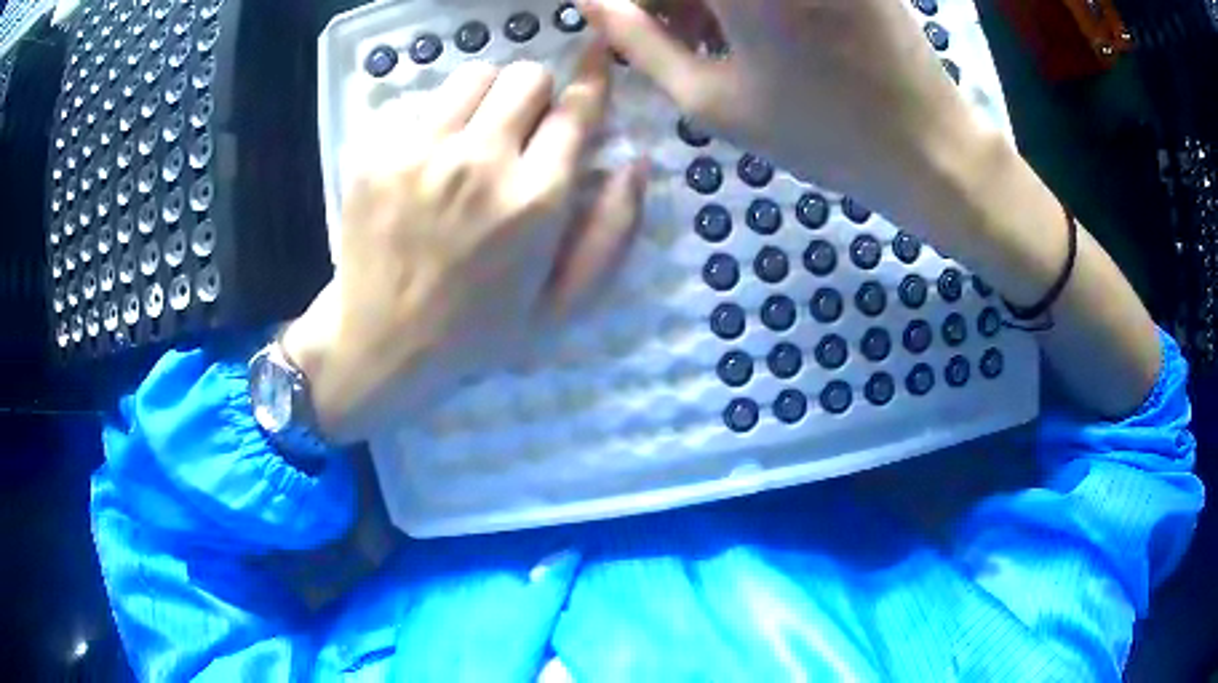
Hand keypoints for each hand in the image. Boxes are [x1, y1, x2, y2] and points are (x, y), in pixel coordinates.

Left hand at [286, 45, 647, 444]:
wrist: (381, 343)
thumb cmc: (478, 331)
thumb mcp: (564, 305)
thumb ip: (612, 233)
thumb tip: (634, 164)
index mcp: (533, 200)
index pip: (576, 108)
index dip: (593, 76)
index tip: (597, 54)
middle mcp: (478, 161)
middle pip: (525, 76)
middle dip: (536, 96)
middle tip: (522, 131)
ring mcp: (418, 151)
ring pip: (473, 76)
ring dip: (485, 99)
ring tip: (472, 139)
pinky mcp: (373, 151)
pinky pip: (419, 102)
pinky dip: (433, 120)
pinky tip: (425, 161)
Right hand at [581, 0, 984, 211]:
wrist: (928, 146)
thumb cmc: (819, 133)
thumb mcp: (711, 99)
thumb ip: (637, 40)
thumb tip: (589, 0)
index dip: (631, 3)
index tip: (621, 21)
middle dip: (669, 1)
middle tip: (665, 33)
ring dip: (706, 0)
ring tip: (708, 38)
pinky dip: (745, 1)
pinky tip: (750, 27)